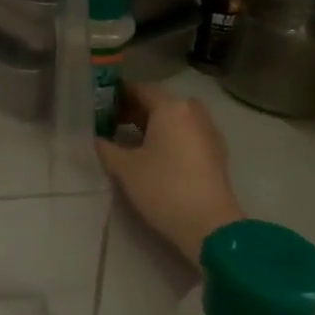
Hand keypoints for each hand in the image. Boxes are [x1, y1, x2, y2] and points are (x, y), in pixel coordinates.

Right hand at [96, 81, 243, 261]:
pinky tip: (153, 155)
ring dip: (152, 124)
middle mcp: (192, 112)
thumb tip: (98, 139)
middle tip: (111, 122)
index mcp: (171, 107)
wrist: (209, 225)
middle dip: (134, 110)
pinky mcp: (215, 152)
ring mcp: (208, 131)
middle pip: (159, 102)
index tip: (100, 104)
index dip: (118, 94)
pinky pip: (186, 133)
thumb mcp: (125, 168)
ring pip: (174, 119)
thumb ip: (106, 148)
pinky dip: (169, 137)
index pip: (140, 89)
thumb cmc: (163, 188)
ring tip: (129, 140)